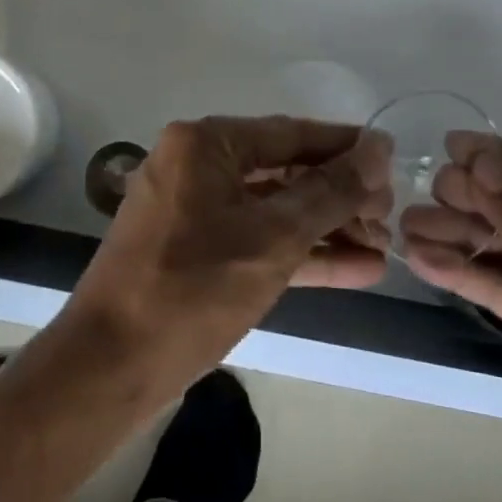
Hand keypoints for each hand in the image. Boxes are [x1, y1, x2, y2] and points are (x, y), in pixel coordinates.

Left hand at [70, 117, 391, 386]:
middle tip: (389, 215)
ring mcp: (194, 208)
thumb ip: (329, 191)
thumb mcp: (273, 238)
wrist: (110, 368)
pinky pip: (255, 238)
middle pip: (283, 170)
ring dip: (326, 228)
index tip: (391, 159)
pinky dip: (299, 253)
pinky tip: (355, 268)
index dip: (344, 146)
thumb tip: (377, 149)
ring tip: (383, 246)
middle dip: (338, 195)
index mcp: (206, 144)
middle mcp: (197, 164)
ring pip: (273, 208)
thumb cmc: (193, 289)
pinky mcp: (196, 249)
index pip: (290, 133)